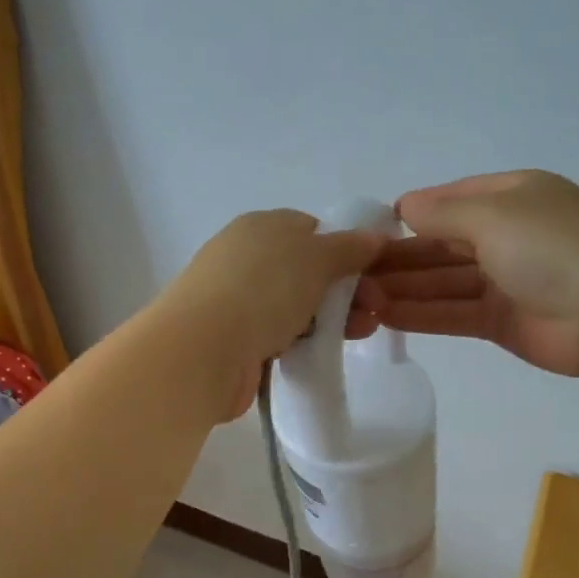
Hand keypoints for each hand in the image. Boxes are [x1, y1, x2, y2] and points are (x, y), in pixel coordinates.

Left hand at [155, 210, 386, 421]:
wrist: (203, 350)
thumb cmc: (263, 290)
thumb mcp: (316, 258)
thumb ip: (349, 247)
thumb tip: (375, 236)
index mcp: (261, 226)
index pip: (312, 229)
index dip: (345, 248)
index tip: (373, 273)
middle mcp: (247, 256)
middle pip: (308, 269)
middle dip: (346, 289)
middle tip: (375, 310)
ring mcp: (238, 298)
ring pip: (297, 305)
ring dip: (333, 318)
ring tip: (362, 334)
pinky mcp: (236, 338)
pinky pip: (281, 334)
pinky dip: (305, 341)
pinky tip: (323, 351)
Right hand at [353, 171, 578, 377]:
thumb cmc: (554, 248)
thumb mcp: (495, 214)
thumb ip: (443, 214)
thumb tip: (402, 206)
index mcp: (513, 197)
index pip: (451, 201)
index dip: (411, 214)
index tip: (368, 231)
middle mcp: (507, 235)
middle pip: (443, 245)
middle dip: (400, 258)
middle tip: (352, 273)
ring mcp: (505, 280)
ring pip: (444, 281)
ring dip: (404, 288)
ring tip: (358, 298)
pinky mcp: (503, 321)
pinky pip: (453, 313)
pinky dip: (422, 314)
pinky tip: (385, 317)